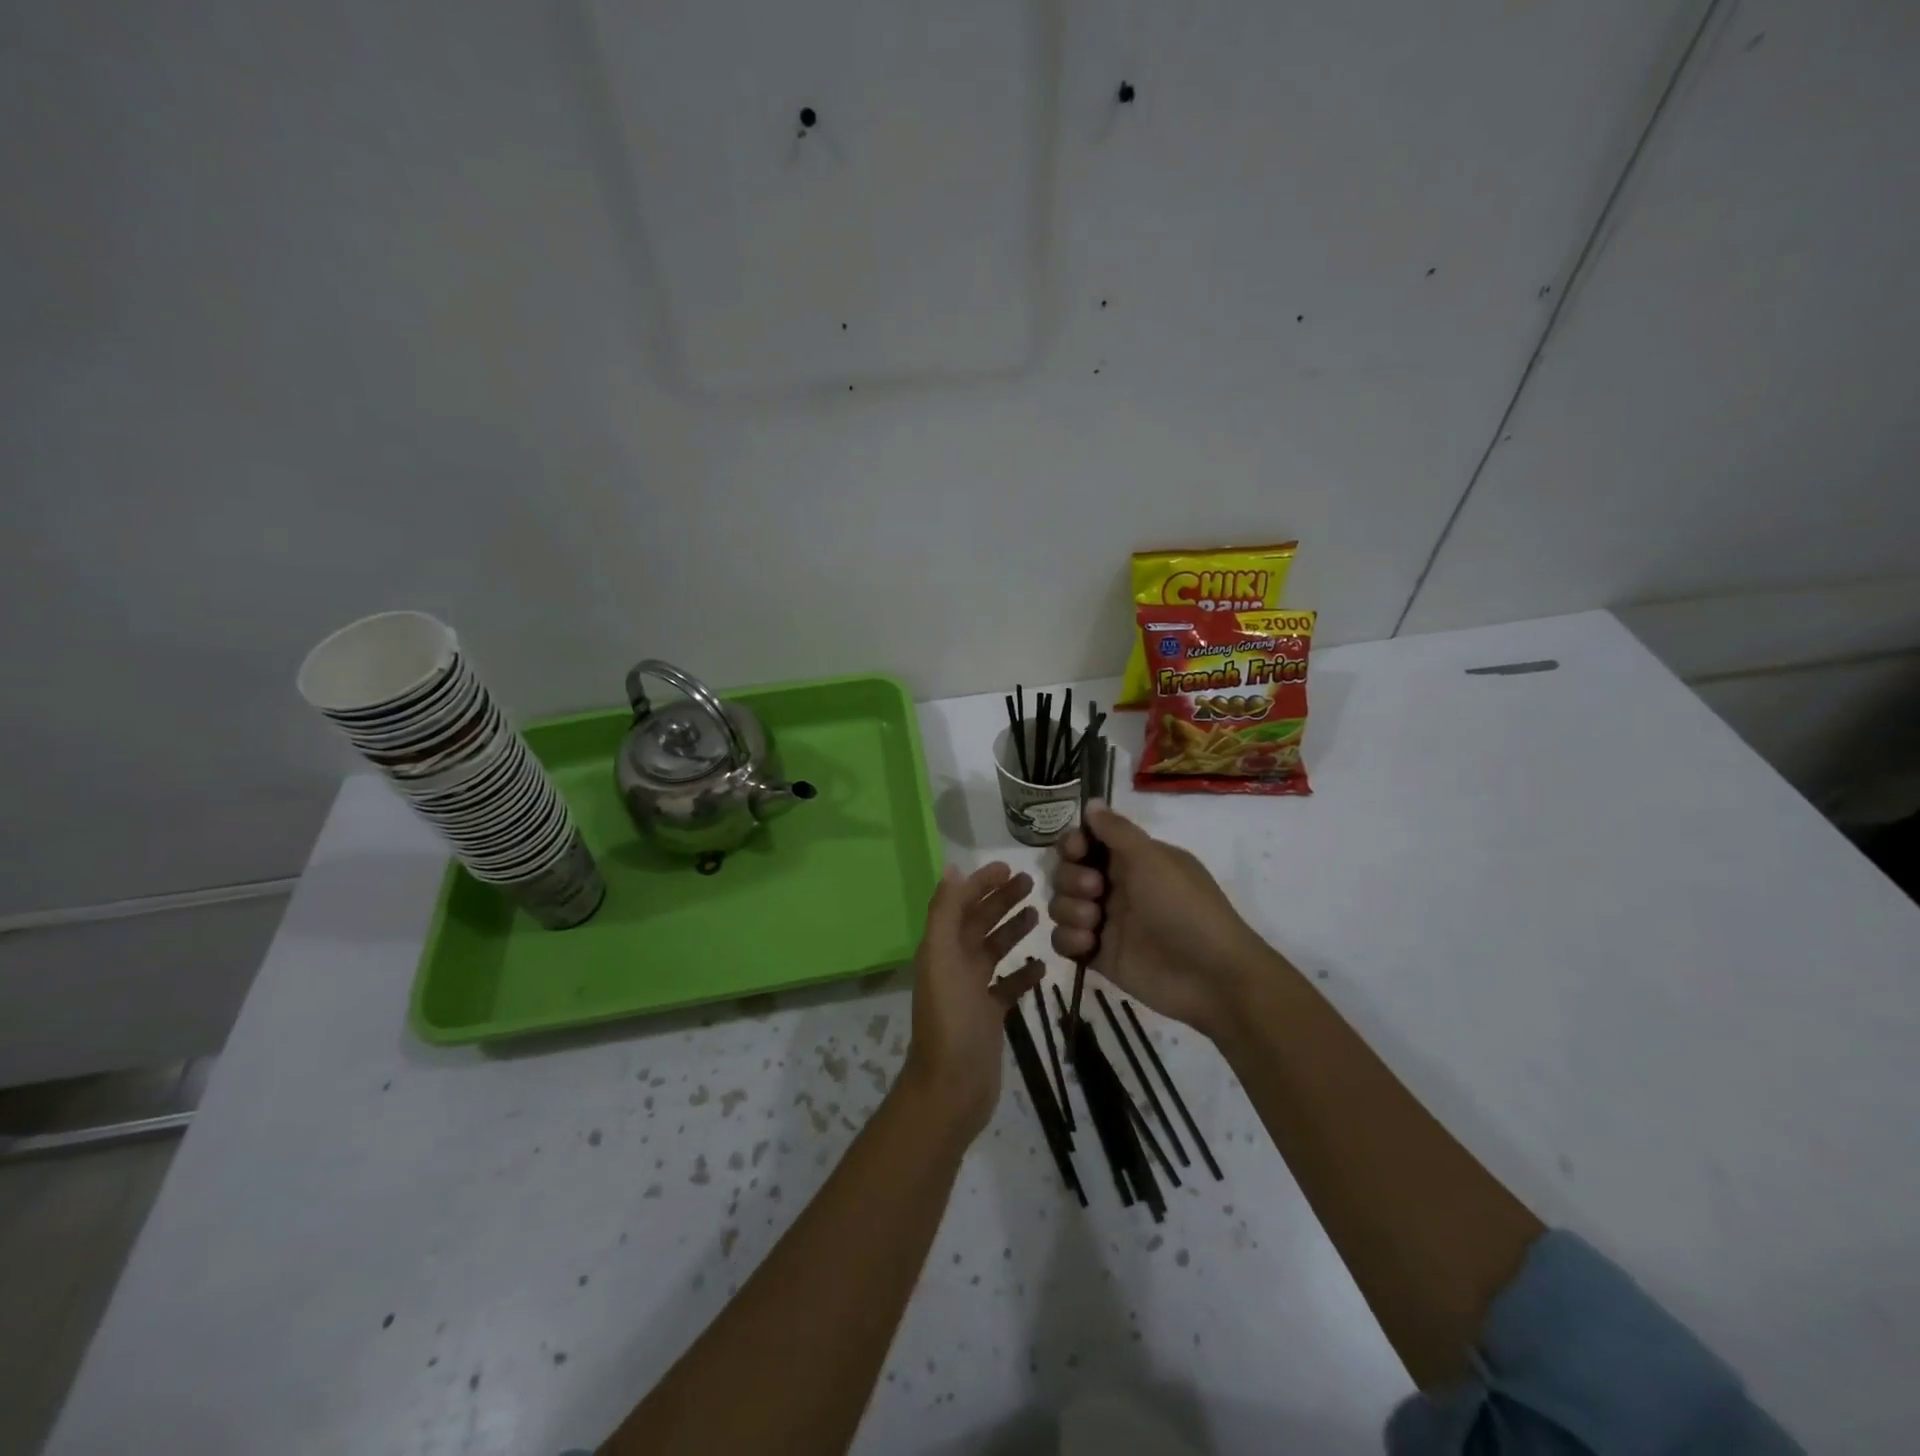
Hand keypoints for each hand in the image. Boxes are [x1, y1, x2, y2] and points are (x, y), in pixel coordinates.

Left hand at [900, 862, 1043, 1140]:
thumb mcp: (941, 957)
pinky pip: (1008, 986)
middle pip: (979, 923)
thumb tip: (952, 869)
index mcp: (940, 948)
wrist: (952, 1086)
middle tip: (1031, 882)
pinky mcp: (989, 1015)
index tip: (1008, 866)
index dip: (981, 883)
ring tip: (1038, 914)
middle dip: (1001, 900)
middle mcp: (954, 964)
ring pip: (994, 950)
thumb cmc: (949, 1017)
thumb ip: (945, 912)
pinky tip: (1042, 964)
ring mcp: (972, 991)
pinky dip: (1023, 973)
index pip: (960, 904)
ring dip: (1013, 930)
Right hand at [1049, 804, 1280, 1037]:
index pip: (1086, 843)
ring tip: (1095, 922)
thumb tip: (1091, 801)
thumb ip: (1116, 830)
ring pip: (1061, 905)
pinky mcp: (1099, 955)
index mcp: (1131, 860)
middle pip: (1066, 872)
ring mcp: (1106, 923)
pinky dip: (1069, 940)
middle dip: (1071, 878)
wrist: (1210, 975)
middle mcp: (1115, 887)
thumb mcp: (1152, 858)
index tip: (1076, 850)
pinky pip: (1064, 941)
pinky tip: (1090, 944)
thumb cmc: (1183, 907)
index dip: (1073, 844)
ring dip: (1069, 909)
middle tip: (1095, 889)